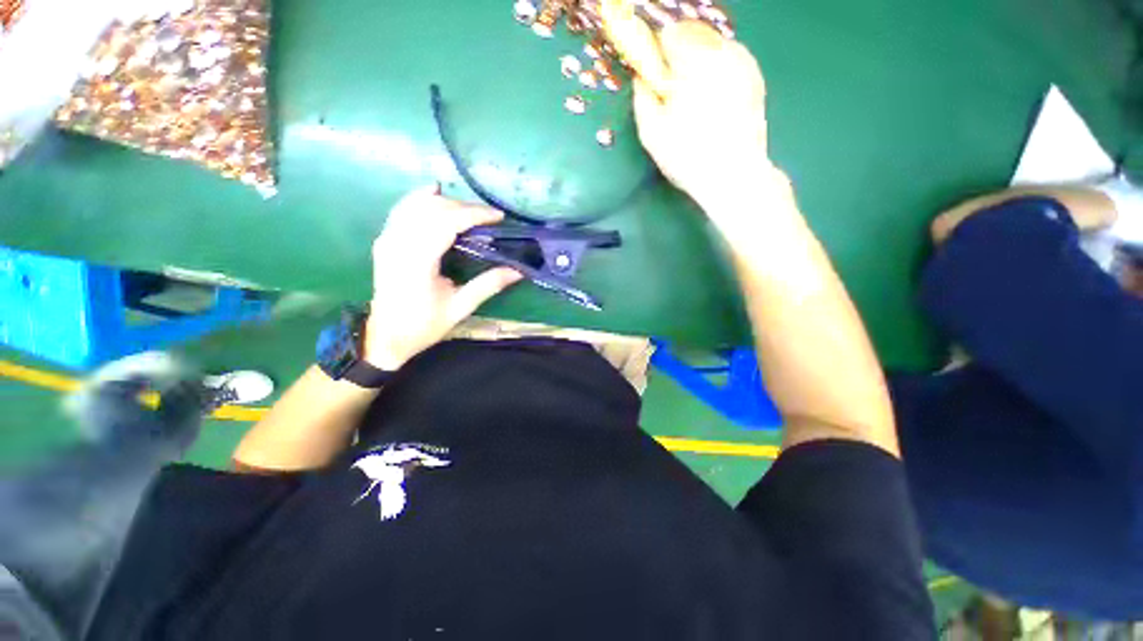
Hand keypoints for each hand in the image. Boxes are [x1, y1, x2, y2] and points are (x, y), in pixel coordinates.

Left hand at [363, 189, 522, 369]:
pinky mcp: (384, 240)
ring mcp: (387, 240)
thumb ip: (488, 285)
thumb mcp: (460, 308)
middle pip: (433, 209)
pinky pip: (402, 210)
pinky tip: (434, 191)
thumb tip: (517, 271)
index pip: (446, 223)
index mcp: (417, 262)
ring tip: (470, 210)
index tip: (497, 216)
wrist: (386, 336)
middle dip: (464, 207)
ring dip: (446, 202)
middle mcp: (399, 244)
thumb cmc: (424, 325)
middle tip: (488, 217)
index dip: (474, 214)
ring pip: (417, 205)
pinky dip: (420, 198)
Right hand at [601, 4, 775, 212]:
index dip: (657, 55)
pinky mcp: (755, 76)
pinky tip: (714, 99)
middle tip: (675, 92)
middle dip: (679, 57)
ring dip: (698, 62)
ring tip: (695, 99)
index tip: (656, 78)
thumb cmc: (687, 156)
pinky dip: (717, 70)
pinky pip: (730, 58)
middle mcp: (721, 51)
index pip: (668, 35)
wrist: (733, 175)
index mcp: (692, 61)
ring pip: (712, 45)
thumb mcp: (652, 133)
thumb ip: (642, 97)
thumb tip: (641, 78)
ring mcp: (743, 61)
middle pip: (692, 35)